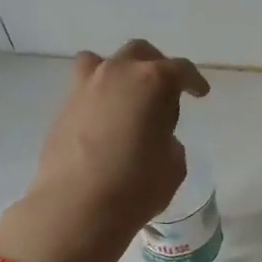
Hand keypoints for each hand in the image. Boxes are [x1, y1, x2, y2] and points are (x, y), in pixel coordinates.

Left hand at [0, 40, 209, 261]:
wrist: (76, 207)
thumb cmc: (137, 185)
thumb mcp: (173, 164)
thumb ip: (169, 140)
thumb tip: (155, 136)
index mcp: (153, 82)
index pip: (180, 70)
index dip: (194, 81)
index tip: (200, 93)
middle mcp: (117, 74)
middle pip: (140, 53)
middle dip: (156, 67)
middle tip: (165, 91)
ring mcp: (85, 88)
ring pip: (102, 62)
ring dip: (119, 72)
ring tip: (126, 96)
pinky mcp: (62, 109)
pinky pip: (85, 89)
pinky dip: (98, 97)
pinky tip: (105, 123)